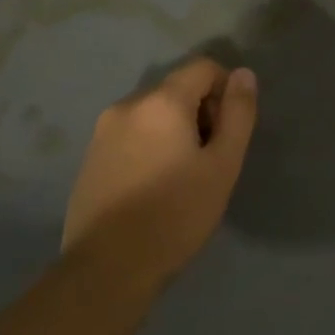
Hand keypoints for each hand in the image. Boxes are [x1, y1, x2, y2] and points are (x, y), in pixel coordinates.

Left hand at [61, 58, 257, 293]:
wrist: (108, 268)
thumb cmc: (176, 214)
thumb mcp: (223, 165)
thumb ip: (238, 114)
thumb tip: (243, 74)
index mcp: (161, 102)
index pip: (203, 67)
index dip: (226, 90)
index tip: (229, 131)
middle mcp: (127, 105)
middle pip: (177, 89)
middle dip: (202, 112)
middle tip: (211, 159)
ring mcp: (103, 131)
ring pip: (154, 113)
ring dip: (176, 130)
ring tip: (184, 176)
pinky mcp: (90, 156)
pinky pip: (132, 134)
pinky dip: (152, 145)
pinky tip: (155, 186)